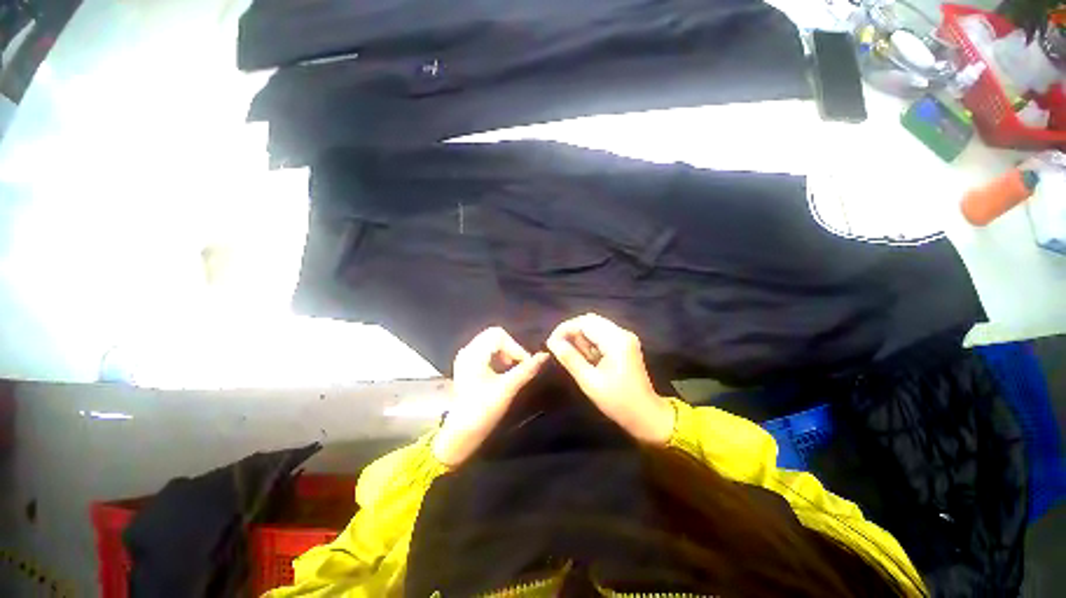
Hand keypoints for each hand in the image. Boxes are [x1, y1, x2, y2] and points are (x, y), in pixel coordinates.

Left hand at [433, 327, 548, 466]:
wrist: (460, 434)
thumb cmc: (483, 410)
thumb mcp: (507, 389)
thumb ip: (526, 370)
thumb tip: (545, 355)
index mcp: (474, 353)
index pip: (499, 335)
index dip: (516, 347)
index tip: (525, 364)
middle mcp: (467, 351)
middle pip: (494, 335)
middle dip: (510, 348)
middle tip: (519, 365)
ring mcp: (465, 359)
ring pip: (490, 343)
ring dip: (504, 352)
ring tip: (512, 369)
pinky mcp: (466, 367)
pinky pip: (485, 352)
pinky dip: (497, 357)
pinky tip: (502, 372)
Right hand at [546, 313, 673, 444]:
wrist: (646, 415)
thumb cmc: (618, 401)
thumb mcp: (589, 381)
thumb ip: (570, 358)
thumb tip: (551, 342)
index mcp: (616, 340)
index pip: (585, 322)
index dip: (565, 328)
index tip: (551, 342)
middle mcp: (622, 333)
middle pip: (590, 321)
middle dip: (571, 331)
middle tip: (558, 347)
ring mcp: (625, 338)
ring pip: (595, 326)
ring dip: (580, 336)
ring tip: (571, 354)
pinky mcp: (625, 344)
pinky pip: (602, 334)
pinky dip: (589, 341)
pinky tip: (585, 356)